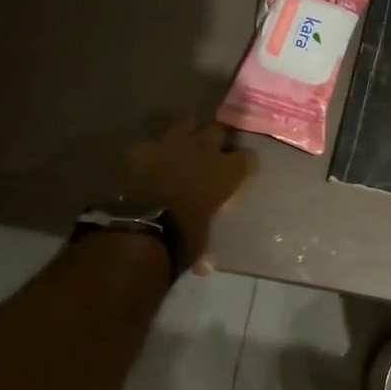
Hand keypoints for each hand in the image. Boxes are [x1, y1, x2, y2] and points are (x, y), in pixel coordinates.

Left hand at [119, 120, 257, 273]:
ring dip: (188, 135)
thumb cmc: (183, 237)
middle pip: (218, 130)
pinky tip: (149, 162)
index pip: (249, 158)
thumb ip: (206, 248)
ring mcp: (171, 144)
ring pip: (186, 124)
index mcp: (227, 172)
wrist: (141, 226)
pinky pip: (152, 142)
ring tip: (184, 149)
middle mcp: (204, 150)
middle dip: (216, 141)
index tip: (242, 173)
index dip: (245, 165)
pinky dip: (153, 151)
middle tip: (211, 156)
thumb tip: (205, 265)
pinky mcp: (142, 148)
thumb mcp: (201, 242)